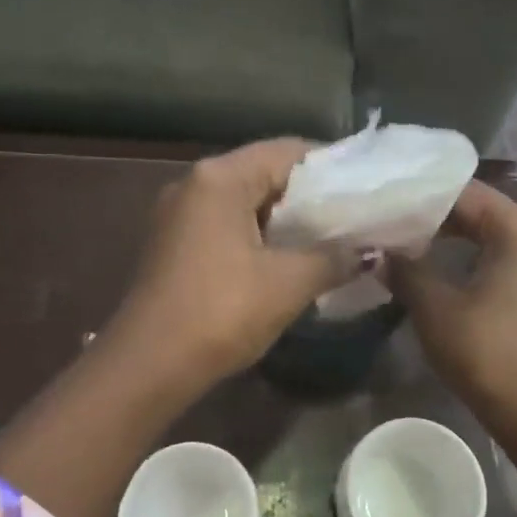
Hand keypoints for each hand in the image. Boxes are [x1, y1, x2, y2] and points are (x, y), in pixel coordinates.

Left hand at [104, 139, 363, 389]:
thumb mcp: (288, 284)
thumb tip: (368, 251)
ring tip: (329, 239)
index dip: (331, 166)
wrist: (148, 366)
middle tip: (353, 215)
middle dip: (310, 195)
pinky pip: (226, 225)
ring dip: (285, 219)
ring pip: (245, 202)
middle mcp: (194, 184)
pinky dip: (259, 235)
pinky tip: (286, 260)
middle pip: (264, 173)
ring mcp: (178, 214)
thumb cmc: (220, 312)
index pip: (287, 151)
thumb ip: (333, 258)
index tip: (365, 188)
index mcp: (219, 178)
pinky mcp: (173, 244)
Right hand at [387, 182, 516, 473]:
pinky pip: (507, 262)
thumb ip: (406, 271)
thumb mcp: (437, 310)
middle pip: (483, 212)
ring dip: (454, 241)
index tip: (386, 199)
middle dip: (436, 217)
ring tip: (408, 244)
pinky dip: (475, 261)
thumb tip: (377, 252)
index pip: (466, 192)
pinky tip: (442, 273)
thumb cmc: (491, 355)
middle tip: (390, 221)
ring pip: (495, 238)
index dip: (423, 194)